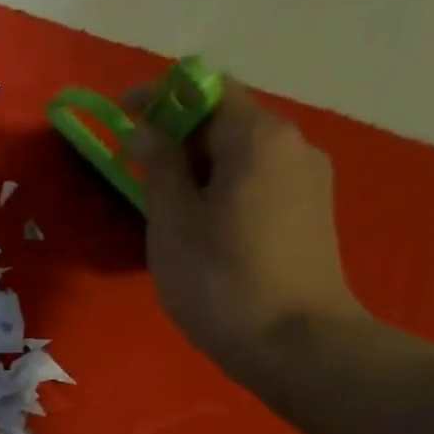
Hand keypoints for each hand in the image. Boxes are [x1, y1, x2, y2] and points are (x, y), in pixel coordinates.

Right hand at [124, 79, 364, 387]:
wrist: (295, 343)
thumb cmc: (220, 279)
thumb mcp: (172, 220)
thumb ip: (159, 164)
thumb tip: (146, 128)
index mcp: (258, 136)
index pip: (206, 89)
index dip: (160, 96)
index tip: (122, 116)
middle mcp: (293, 144)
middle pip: (227, 120)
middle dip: (179, 135)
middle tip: (137, 170)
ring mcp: (309, 180)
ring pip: (242, 154)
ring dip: (199, 166)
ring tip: (165, 205)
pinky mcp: (311, 213)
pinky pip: (258, 181)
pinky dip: (223, 187)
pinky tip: (202, 225)